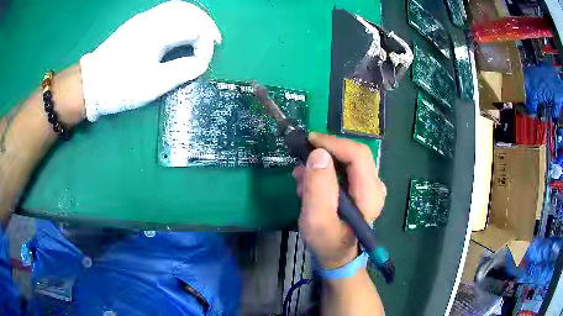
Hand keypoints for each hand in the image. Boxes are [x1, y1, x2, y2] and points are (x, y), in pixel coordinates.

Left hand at [80, 1, 220, 121]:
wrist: (89, 85)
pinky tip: (181, 29)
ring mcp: (143, 19)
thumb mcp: (152, 85)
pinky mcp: (136, 24)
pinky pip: (165, 11)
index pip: (194, 28)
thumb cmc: (119, 87)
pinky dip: (180, 18)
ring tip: (200, 34)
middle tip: (213, 41)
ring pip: (177, 7)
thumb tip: (201, 64)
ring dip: (193, 18)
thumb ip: (181, 71)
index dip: (205, 44)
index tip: (203, 63)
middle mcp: (152, 19)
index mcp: (157, 32)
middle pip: (188, 10)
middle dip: (205, 24)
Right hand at [293, 133, 385, 267]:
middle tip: (302, 160)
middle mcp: (375, 186)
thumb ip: (318, 188)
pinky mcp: (361, 190)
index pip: (357, 154)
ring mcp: (369, 187)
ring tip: (302, 178)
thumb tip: (318, 154)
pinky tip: (309, 184)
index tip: (309, 141)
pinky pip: (344, 171)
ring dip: (323, 164)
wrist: (337, 257)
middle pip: (353, 155)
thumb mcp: (316, 220)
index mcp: (370, 194)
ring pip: (347, 161)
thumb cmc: (327, 242)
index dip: (333, 143)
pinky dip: (326, 172)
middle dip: (326, 152)